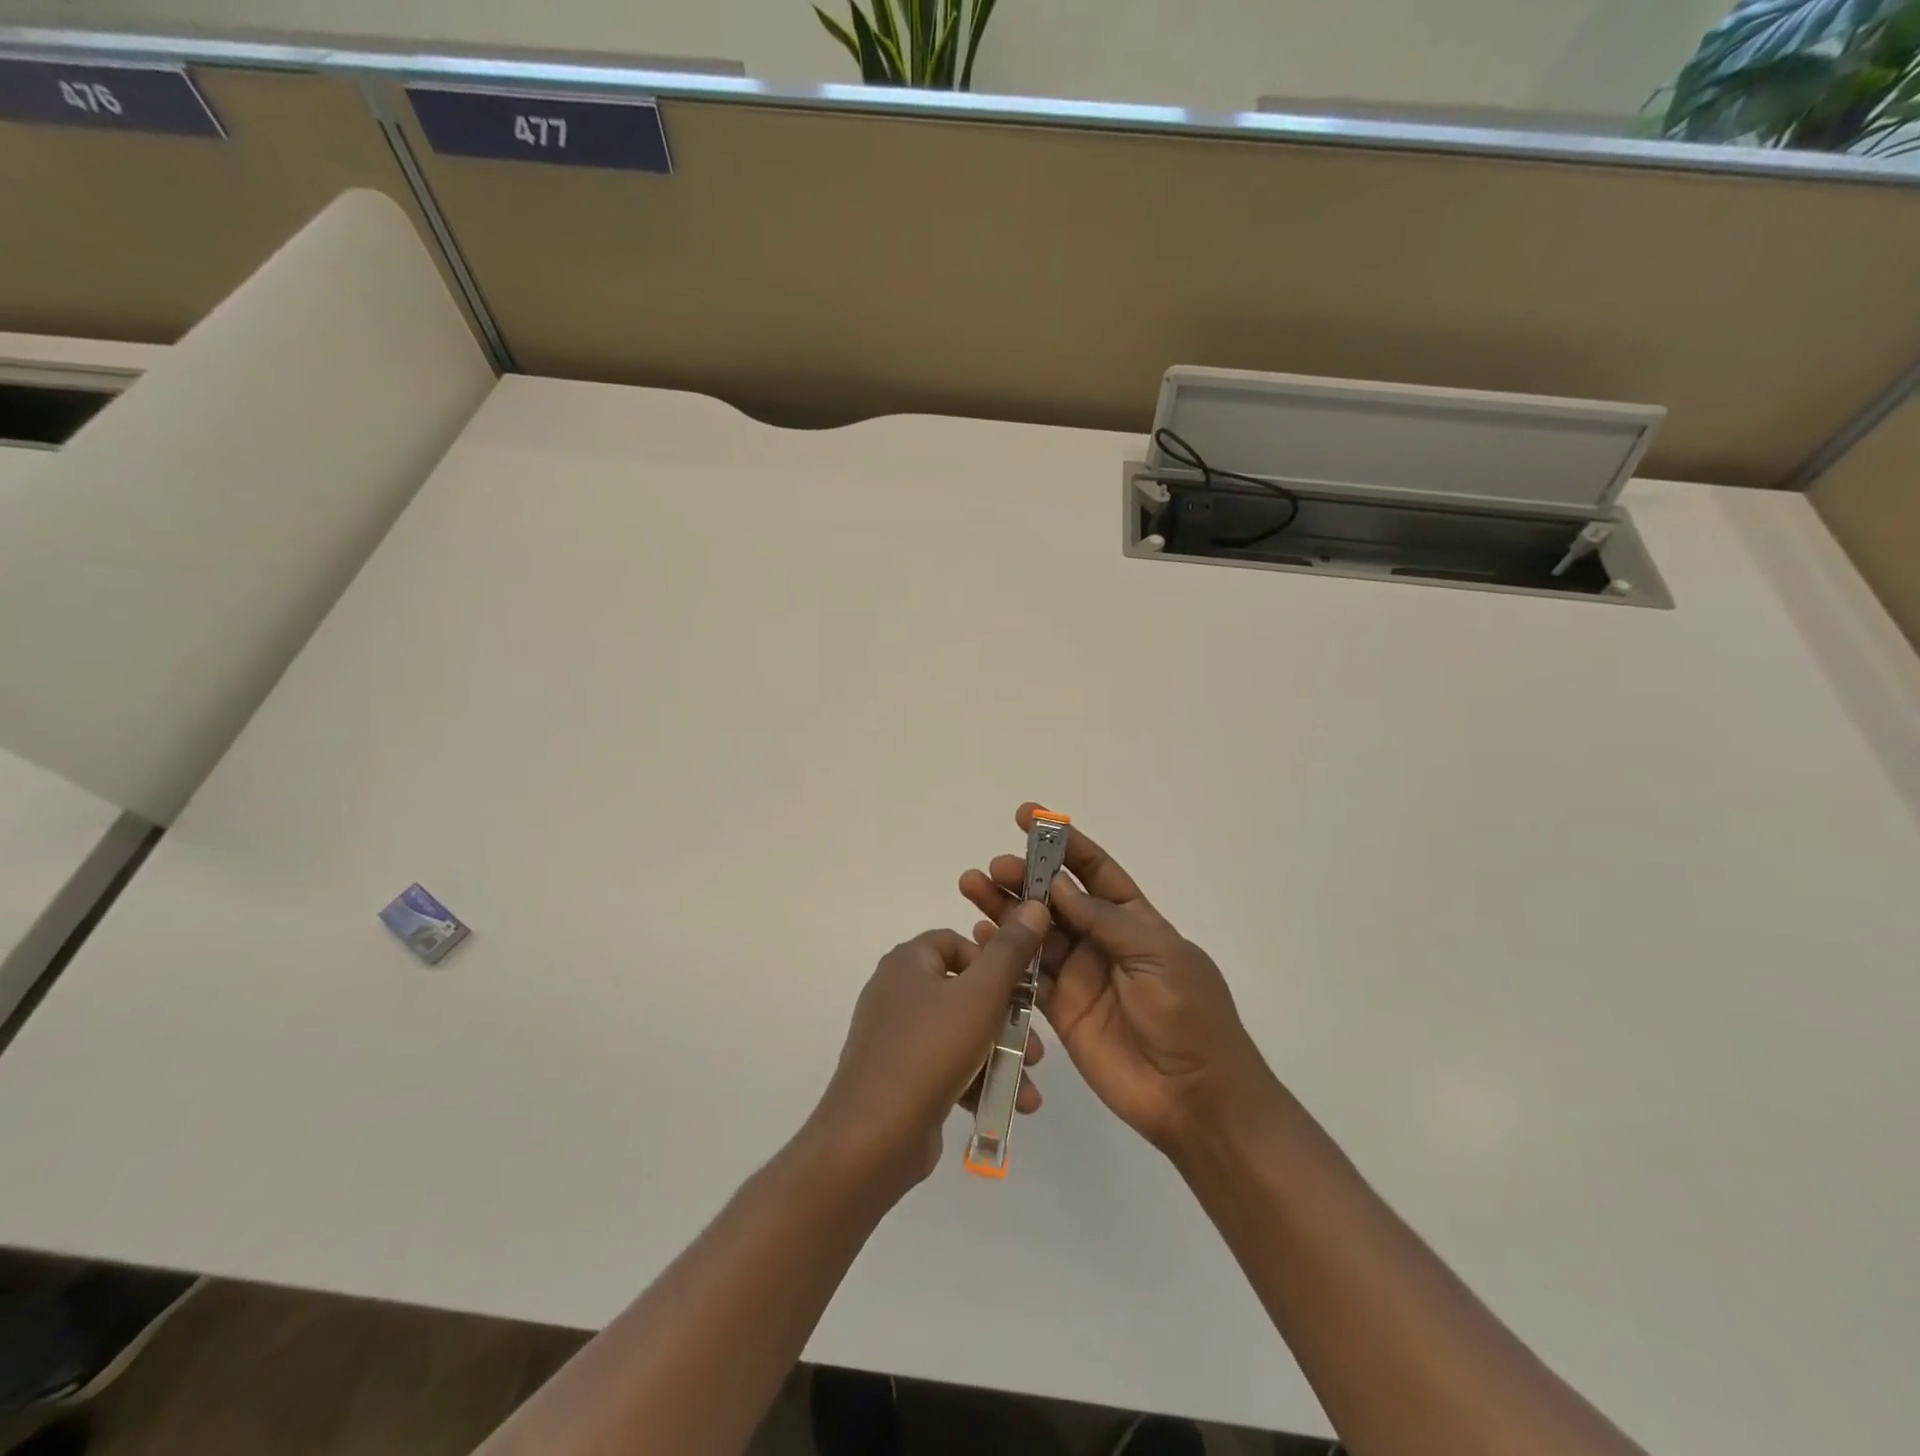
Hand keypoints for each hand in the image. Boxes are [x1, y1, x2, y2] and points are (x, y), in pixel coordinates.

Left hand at [807, 902, 1050, 1193]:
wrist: (871, 1139)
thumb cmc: (929, 1052)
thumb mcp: (981, 996)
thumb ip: (1010, 952)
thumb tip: (1033, 906)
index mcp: (907, 963)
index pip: (956, 943)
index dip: (993, 962)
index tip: (1020, 991)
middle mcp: (897, 992)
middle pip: (965, 992)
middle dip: (1007, 1022)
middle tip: (1036, 1048)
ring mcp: (896, 1038)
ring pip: (961, 1034)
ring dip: (1000, 1058)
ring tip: (1030, 1088)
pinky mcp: (900, 1077)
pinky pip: (946, 1067)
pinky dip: (977, 1081)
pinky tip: (1009, 1107)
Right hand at [960, 805, 1274, 1155]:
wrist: (1196, 1097)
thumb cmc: (1188, 1015)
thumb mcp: (1157, 955)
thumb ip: (1105, 921)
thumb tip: (1058, 886)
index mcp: (1134, 919)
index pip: (1094, 869)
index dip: (1063, 842)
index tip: (1028, 816)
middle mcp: (1102, 940)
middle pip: (1056, 899)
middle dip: (1025, 877)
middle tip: (993, 867)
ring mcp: (1079, 975)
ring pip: (1034, 933)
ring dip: (1005, 909)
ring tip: (973, 887)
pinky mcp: (1060, 1010)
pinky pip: (1026, 976)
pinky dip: (1003, 955)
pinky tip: (980, 936)